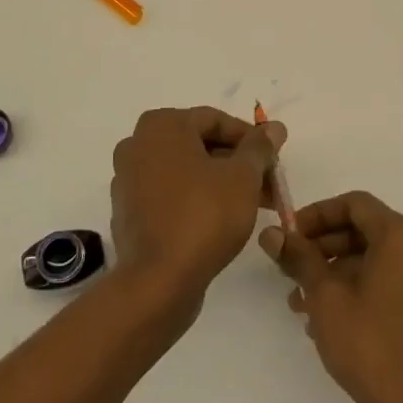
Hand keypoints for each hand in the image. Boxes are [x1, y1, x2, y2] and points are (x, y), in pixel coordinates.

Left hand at [110, 106, 286, 317]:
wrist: (157, 281)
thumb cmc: (203, 215)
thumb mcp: (242, 177)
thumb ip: (259, 148)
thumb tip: (274, 127)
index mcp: (161, 125)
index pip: (215, 120)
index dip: (251, 139)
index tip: (274, 161)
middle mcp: (138, 144)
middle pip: (199, 145)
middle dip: (238, 164)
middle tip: (269, 185)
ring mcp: (128, 180)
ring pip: (185, 171)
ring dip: (220, 183)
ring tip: (254, 206)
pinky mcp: (129, 212)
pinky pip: (169, 195)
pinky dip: (195, 200)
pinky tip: (221, 221)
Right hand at [261, 191, 402, 402]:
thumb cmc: (370, 347)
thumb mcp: (324, 297)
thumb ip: (299, 257)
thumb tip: (271, 233)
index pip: (354, 205)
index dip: (317, 215)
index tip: (290, 236)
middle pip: (367, 230)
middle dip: (325, 248)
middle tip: (292, 271)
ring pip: (379, 257)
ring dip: (340, 272)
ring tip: (304, 303)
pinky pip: (396, 278)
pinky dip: (365, 286)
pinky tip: (334, 317)